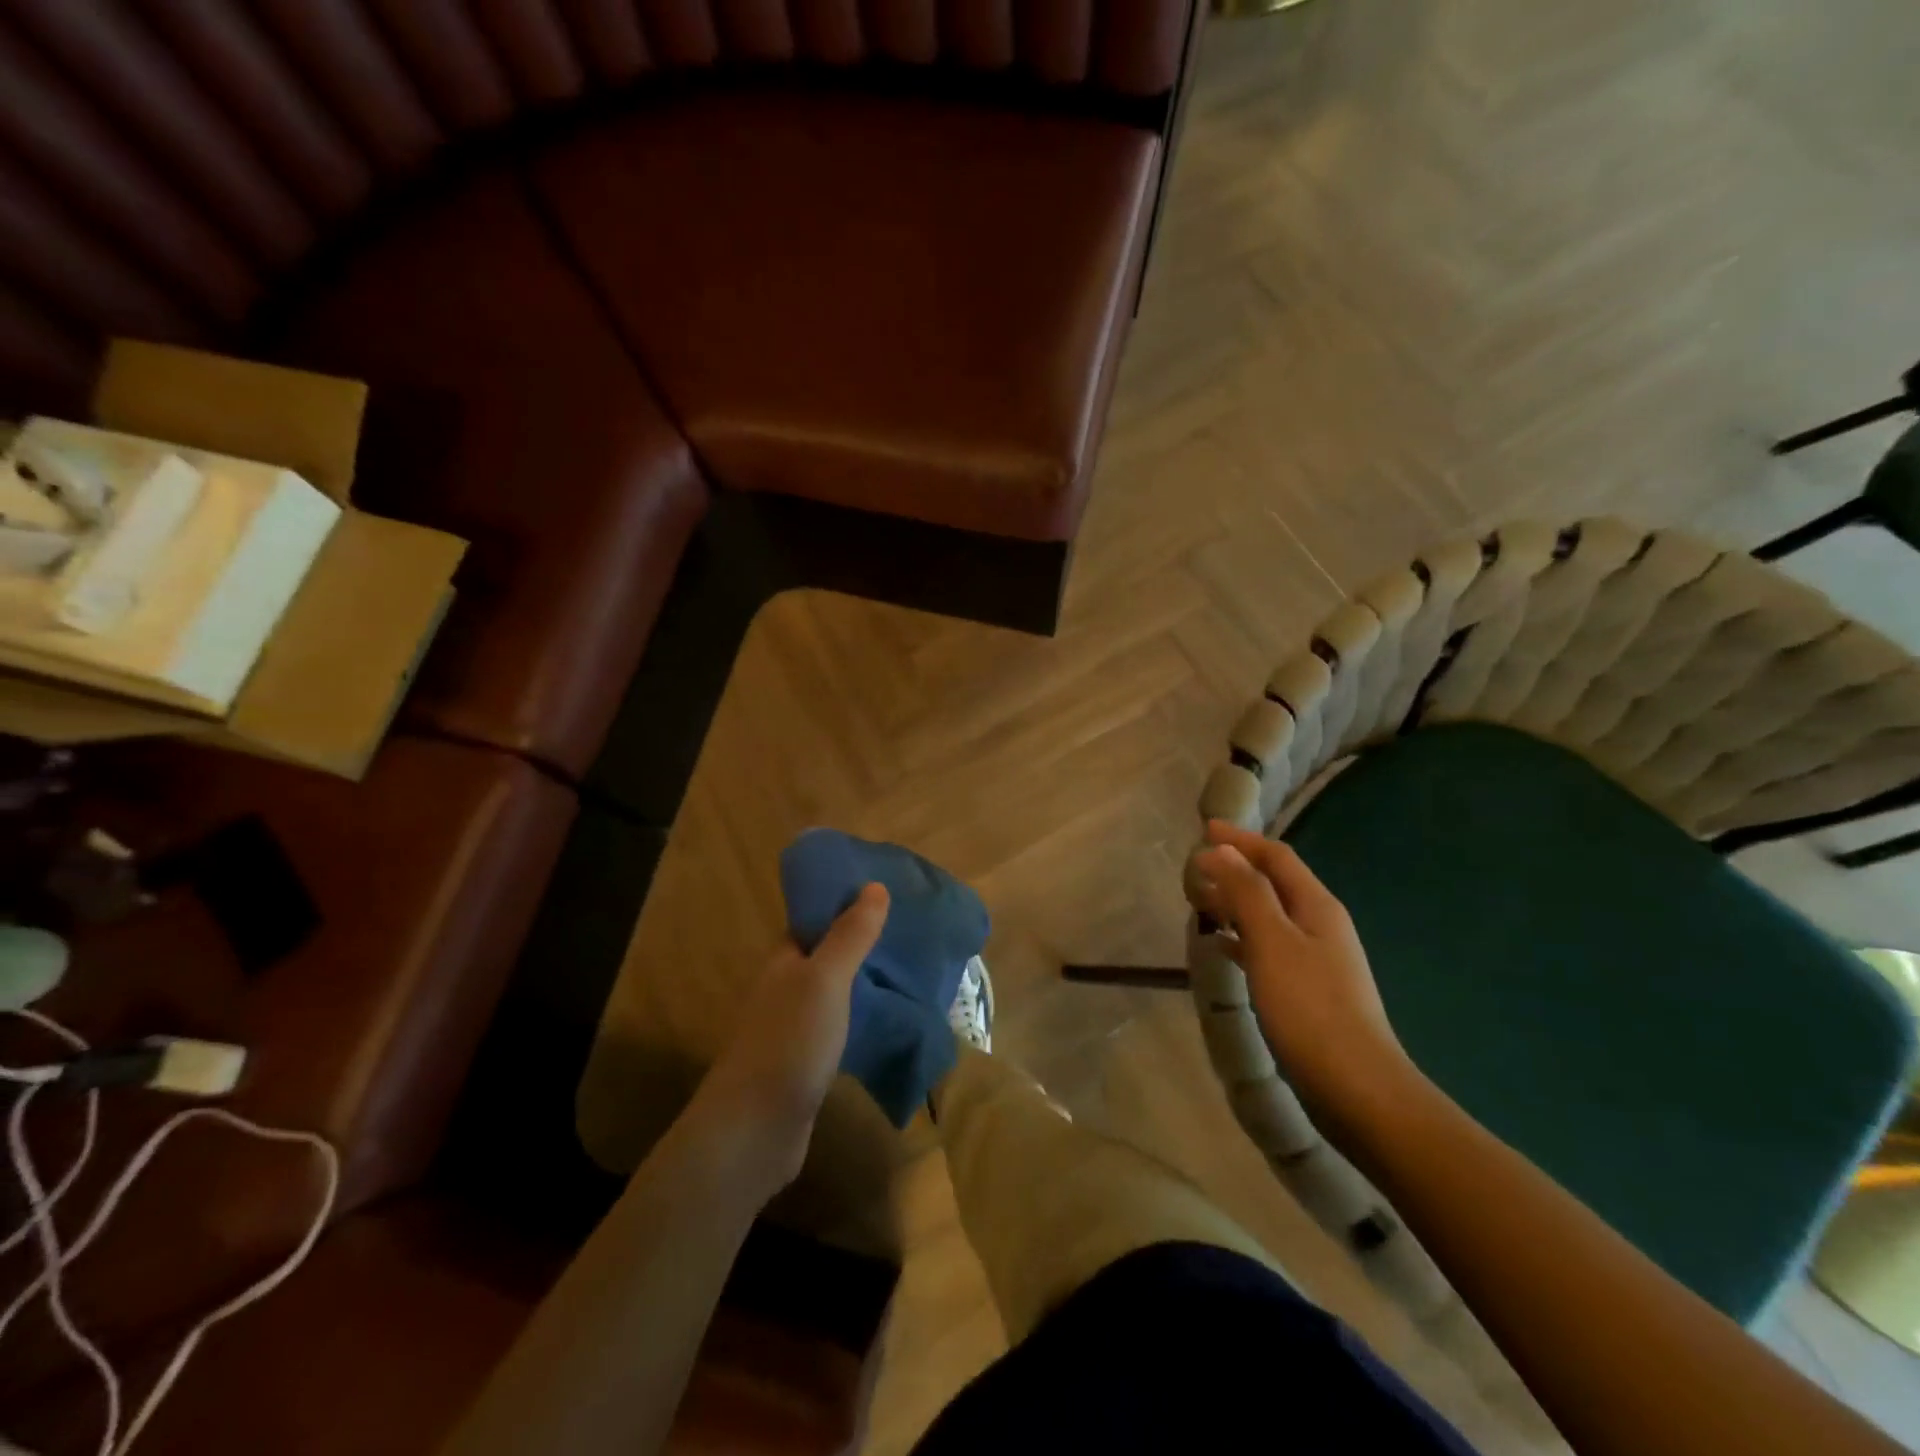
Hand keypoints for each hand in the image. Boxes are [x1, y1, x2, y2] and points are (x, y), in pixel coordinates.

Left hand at [692, 883, 889, 1192]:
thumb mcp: (824, 980)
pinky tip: (894, 1019)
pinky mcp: (808, 1063)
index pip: (814, 919)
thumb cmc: (789, 1042)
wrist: (754, 1131)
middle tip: (912, 930)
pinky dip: (864, 1017)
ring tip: (913, 969)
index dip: (845, 903)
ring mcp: (795, 1028)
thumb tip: (875, 886)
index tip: (887, 892)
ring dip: (866, 981)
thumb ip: (849, 935)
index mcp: (784, 960)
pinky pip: (841, 1027)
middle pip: (827, 954)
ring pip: (836, 992)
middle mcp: (786, 988)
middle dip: (863, 942)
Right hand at [1191, 821, 1412, 1118]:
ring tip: (1200, 902)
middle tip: (1194, 868)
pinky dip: (1242, 937)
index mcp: (1316, 906)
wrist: (1357, 1086)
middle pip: (1274, 883)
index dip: (1241, 840)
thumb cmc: (1310, 1006)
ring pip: (1268, 915)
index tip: (1204, 829)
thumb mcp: (1272, 941)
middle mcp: (1320, 924)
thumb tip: (1221, 849)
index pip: (1276, 857)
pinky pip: (1267, 947)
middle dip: (1235, 869)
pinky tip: (1221, 947)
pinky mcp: (1306, 988)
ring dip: (1235, 902)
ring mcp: (1316, 958)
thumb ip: (1247, 892)